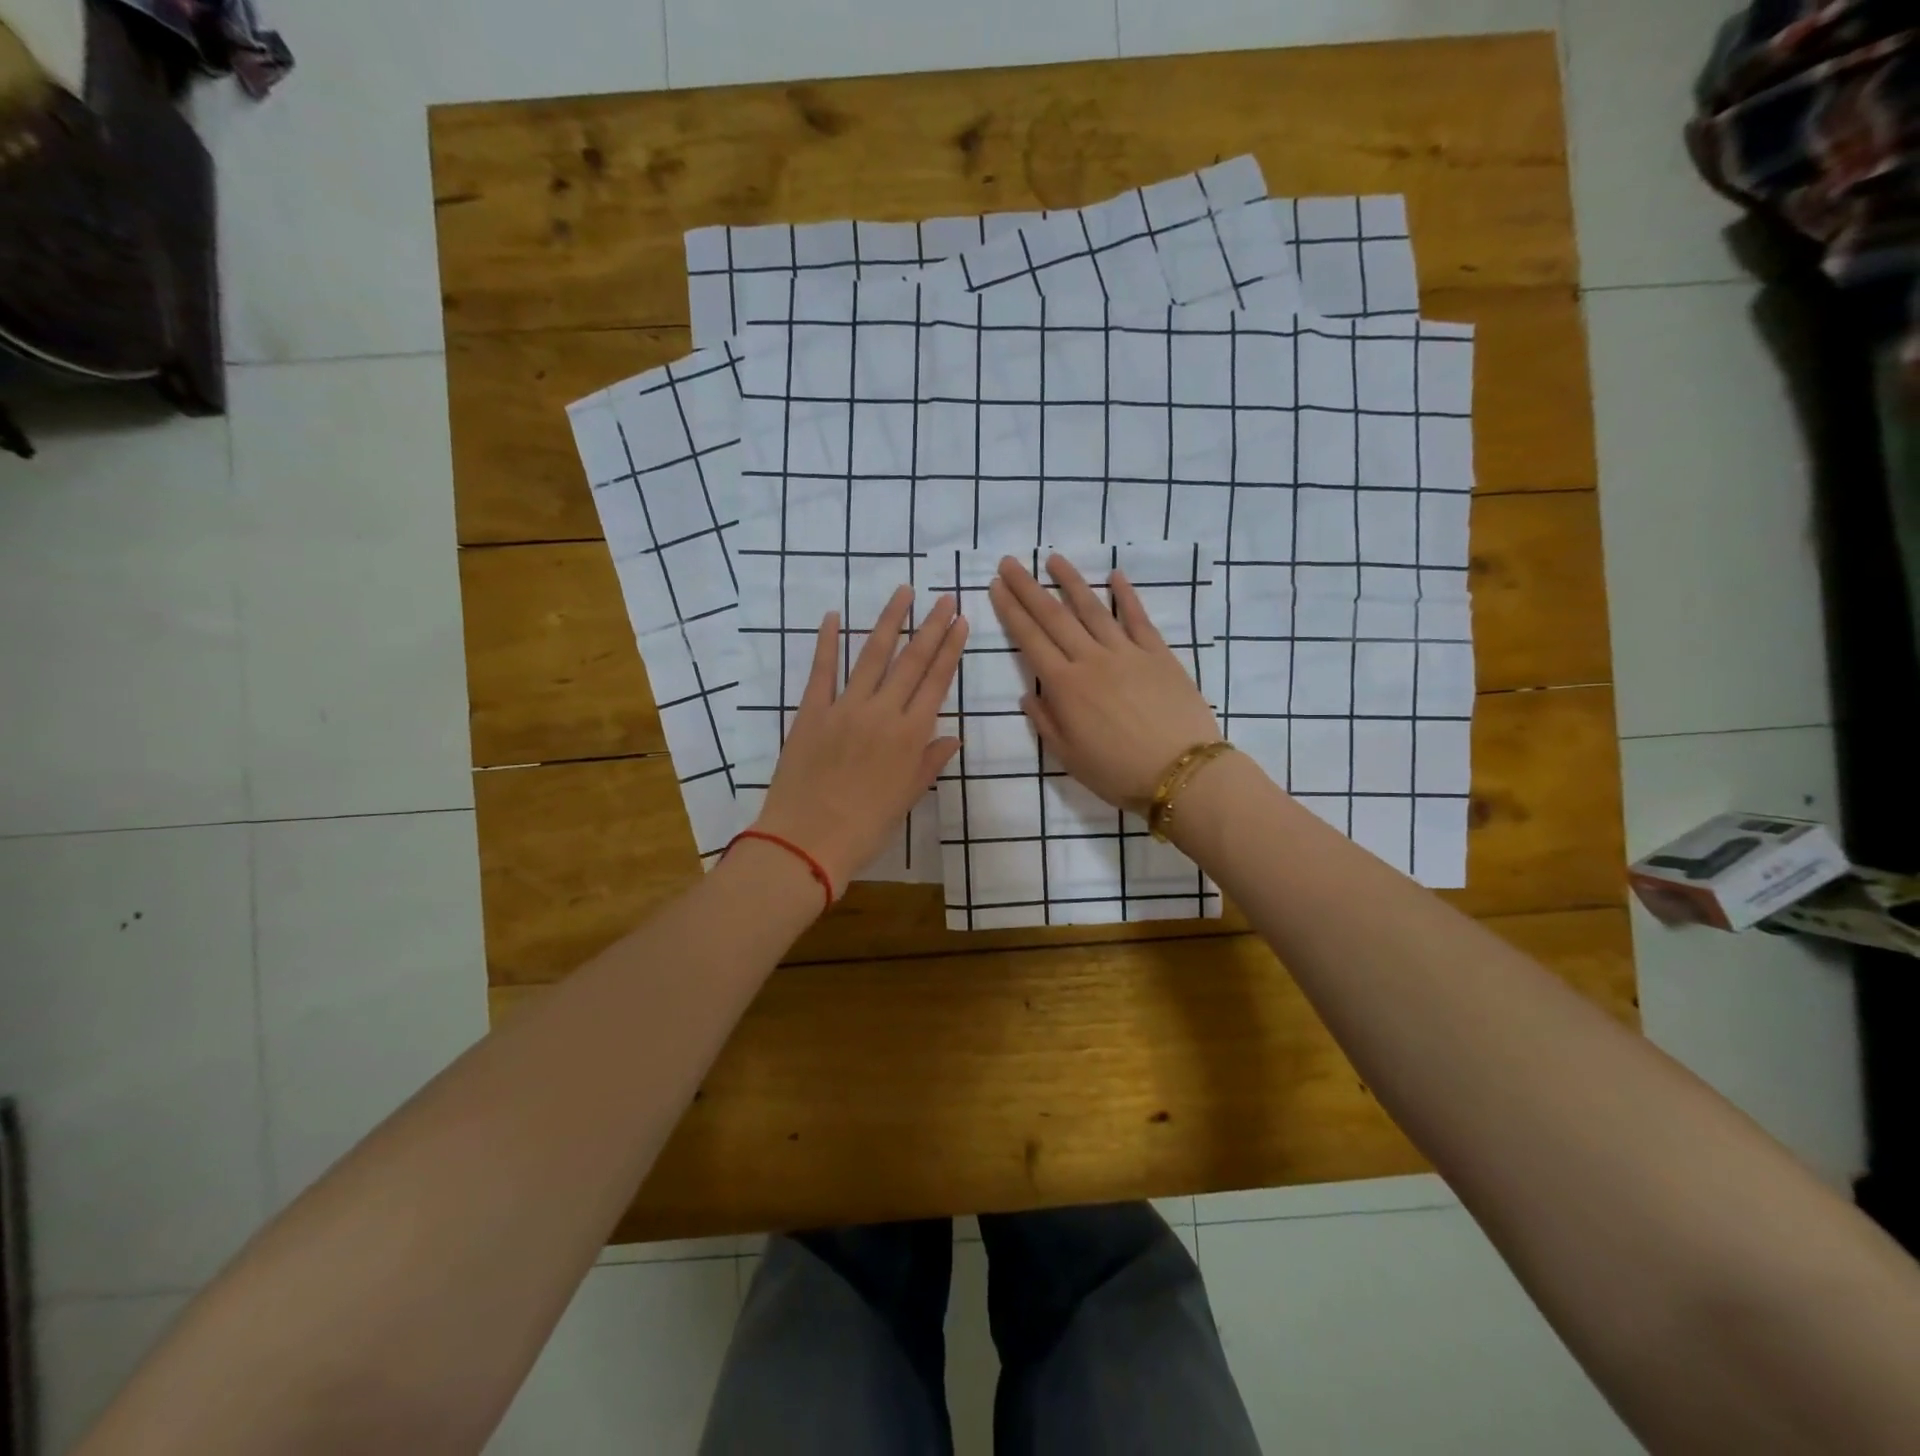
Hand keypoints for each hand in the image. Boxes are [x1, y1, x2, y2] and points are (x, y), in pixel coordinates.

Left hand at [753, 586, 967, 892]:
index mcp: (911, 736)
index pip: (937, 682)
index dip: (951, 649)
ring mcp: (845, 708)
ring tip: (903, 593)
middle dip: (930, 627)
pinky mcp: (812, 712)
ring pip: (871, 655)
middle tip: (943, 598)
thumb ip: (929, 763)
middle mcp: (883, 713)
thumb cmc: (866, 828)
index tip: (960, 621)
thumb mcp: (907, 798)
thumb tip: (952, 737)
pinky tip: (832, 616)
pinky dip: (826, 642)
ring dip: (889, 621)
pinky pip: (821, 670)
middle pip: (912, 661)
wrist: (807, 841)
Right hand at [988, 554, 1220, 814]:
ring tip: (1053, 559)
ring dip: (1071, 582)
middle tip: (1010, 562)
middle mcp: (1091, 660)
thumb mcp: (1069, 757)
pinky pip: (1138, 618)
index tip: (996, 586)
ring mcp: (1127, 653)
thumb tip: (1030, 694)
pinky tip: (1114, 575)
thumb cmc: (1118, 773)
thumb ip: (1046, 722)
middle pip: (1054, 616)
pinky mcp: (1158, 654)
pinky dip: (1126, 595)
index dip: (1011, 611)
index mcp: (1065, 687)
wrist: (1181, 773)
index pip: (1030, 639)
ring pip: (1093, 609)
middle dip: (1029, 587)